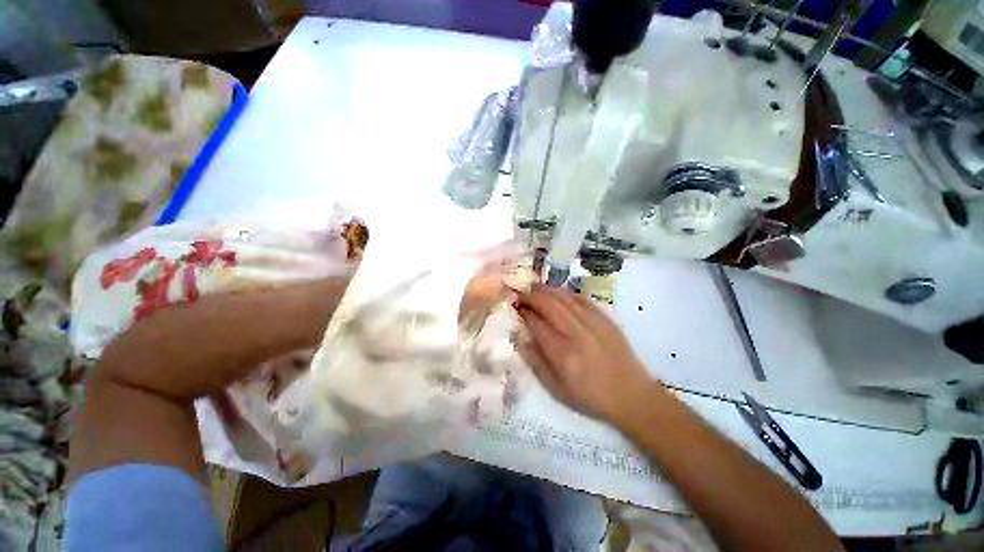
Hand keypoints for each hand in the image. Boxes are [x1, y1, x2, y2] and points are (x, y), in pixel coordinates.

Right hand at [515, 283, 657, 420]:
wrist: (632, 396)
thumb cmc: (590, 396)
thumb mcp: (556, 390)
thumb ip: (535, 362)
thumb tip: (519, 338)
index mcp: (563, 354)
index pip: (537, 324)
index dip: (524, 313)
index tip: (515, 307)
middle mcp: (577, 334)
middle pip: (550, 306)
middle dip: (532, 296)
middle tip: (521, 293)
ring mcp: (594, 324)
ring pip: (565, 299)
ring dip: (547, 290)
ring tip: (535, 286)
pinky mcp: (606, 320)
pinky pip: (583, 300)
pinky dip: (567, 293)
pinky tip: (558, 292)